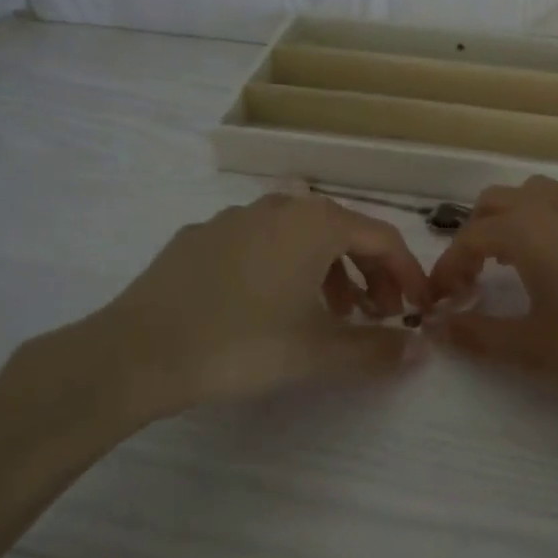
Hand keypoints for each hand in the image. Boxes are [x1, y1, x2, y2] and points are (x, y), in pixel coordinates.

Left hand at [18, 193, 430, 437]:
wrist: (135, 352)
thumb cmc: (241, 343)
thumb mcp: (317, 351)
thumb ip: (376, 349)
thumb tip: (422, 350)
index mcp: (316, 223)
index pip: (383, 239)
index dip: (408, 274)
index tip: (418, 308)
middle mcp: (281, 206)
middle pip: (343, 232)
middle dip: (369, 274)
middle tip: (377, 315)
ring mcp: (236, 216)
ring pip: (299, 237)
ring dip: (327, 271)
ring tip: (328, 314)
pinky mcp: (200, 236)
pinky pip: (259, 243)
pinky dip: (282, 267)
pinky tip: (267, 305)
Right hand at [426, 177, 557, 414]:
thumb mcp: (535, 350)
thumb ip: (478, 335)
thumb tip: (437, 326)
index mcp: (529, 230)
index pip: (469, 238)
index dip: (447, 268)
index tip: (440, 302)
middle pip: (498, 201)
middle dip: (475, 234)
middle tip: (474, 279)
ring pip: (537, 194)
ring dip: (513, 220)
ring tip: (514, 264)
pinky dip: (549, 220)